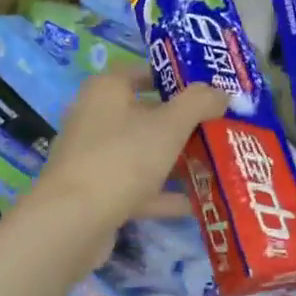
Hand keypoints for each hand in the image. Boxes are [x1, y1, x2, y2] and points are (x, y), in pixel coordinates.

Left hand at [30, 67, 226, 250]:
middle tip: (221, 129)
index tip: (208, 91)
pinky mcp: (96, 194)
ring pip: (143, 153)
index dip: (175, 79)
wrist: (72, 222)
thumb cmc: (122, 158)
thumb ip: (199, 103)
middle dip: (183, 124)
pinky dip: (164, 194)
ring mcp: (94, 158)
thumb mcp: (170, 125)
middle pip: (146, 114)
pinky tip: (198, 203)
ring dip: (176, 160)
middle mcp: (95, 118)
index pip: (142, 72)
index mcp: (106, 90)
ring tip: (217, 164)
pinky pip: (137, 187)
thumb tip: (222, 92)